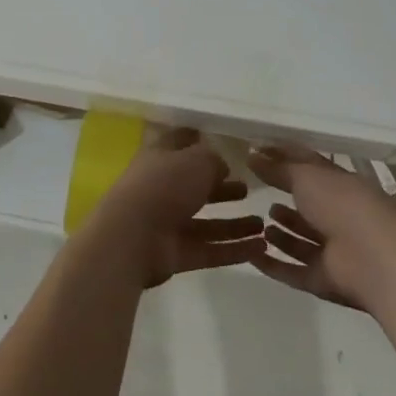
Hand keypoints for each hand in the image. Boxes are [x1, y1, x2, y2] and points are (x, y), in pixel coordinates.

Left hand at [83, 128, 266, 287]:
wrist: (131, 237)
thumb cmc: (163, 185)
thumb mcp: (195, 160)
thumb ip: (213, 160)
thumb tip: (221, 166)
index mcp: (161, 158)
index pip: (181, 143)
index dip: (199, 141)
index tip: (223, 143)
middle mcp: (164, 188)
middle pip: (196, 187)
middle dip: (222, 188)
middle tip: (248, 189)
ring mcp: (169, 223)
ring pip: (207, 222)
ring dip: (234, 223)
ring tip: (264, 224)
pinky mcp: (176, 254)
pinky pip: (210, 249)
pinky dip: (234, 249)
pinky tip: (261, 248)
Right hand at [248, 145, 395, 310]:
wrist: (375, 259)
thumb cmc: (341, 204)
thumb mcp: (306, 176)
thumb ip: (278, 168)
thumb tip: (252, 155)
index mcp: (340, 184)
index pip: (309, 166)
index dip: (284, 157)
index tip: (257, 152)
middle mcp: (339, 215)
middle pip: (308, 205)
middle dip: (286, 198)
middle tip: (256, 190)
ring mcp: (334, 250)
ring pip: (303, 240)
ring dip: (282, 233)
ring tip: (259, 223)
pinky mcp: (324, 280)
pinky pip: (294, 271)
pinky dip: (273, 265)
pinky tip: (252, 254)